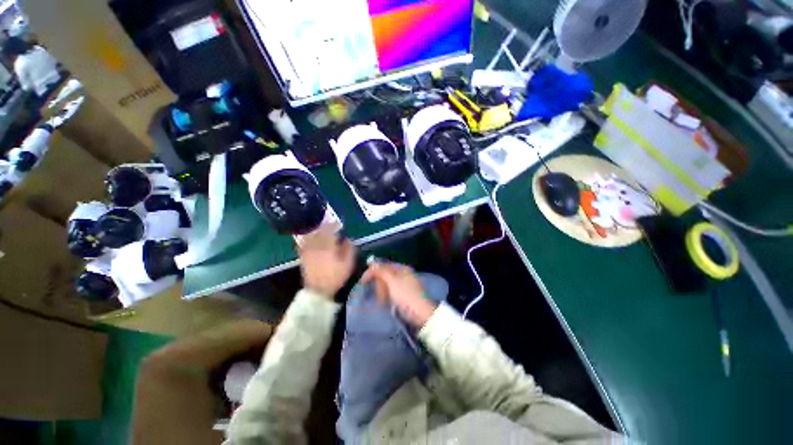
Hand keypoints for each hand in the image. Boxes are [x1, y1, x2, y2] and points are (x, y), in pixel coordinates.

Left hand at [299, 226, 355, 297]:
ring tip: (320, 229)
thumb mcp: (347, 264)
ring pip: (311, 236)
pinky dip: (307, 239)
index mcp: (328, 246)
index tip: (339, 224)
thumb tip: (348, 239)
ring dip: (316, 231)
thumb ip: (348, 250)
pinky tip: (309, 238)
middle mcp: (317, 246)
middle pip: (319, 232)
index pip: (330, 231)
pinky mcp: (304, 256)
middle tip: (329, 224)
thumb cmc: (335, 276)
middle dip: (325, 226)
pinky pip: (304, 244)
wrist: (318, 290)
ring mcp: (309, 251)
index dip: (334, 225)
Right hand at [362, 262, 437, 327]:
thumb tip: (372, 262)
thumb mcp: (392, 281)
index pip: (384, 265)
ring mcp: (404, 285)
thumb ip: (381, 271)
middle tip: (377, 293)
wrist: (421, 314)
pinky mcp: (404, 295)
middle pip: (385, 274)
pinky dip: (386, 296)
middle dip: (379, 283)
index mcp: (402, 268)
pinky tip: (385, 303)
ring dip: (382, 291)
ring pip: (387, 284)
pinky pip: (391, 292)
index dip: (373, 271)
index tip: (363, 281)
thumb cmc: (406, 296)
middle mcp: (403, 274)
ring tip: (382, 300)